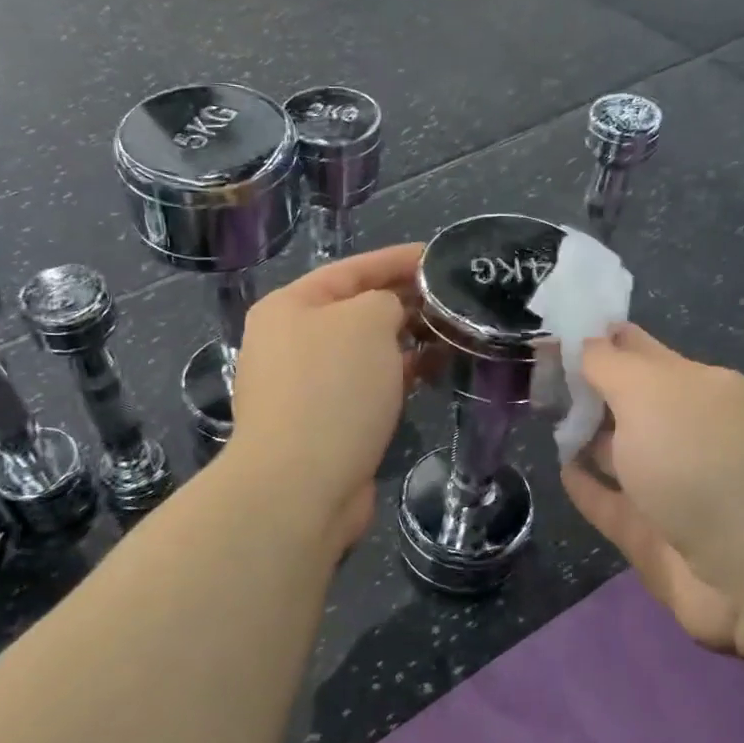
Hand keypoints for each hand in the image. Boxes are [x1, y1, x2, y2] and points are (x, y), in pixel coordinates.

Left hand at [229, 244, 423, 552]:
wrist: (301, 485)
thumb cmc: (332, 388)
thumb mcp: (366, 321)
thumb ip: (386, 300)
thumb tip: (392, 315)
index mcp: (289, 307)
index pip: (351, 269)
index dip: (398, 260)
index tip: (440, 257)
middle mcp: (289, 342)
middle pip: (355, 310)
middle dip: (404, 301)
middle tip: (454, 298)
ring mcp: (303, 386)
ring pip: (363, 352)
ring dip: (404, 341)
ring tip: (451, 333)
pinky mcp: (322, 423)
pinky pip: (365, 386)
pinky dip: (396, 376)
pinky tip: (431, 373)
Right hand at [560, 324, 743, 653]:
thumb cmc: (702, 463)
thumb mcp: (651, 393)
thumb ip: (609, 365)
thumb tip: (585, 341)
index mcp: (696, 388)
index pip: (638, 350)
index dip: (598, 338)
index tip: (550, 329)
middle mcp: (686, 432)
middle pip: (627, 401)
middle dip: (586, 386)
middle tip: (531, 374)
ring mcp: (671, 486)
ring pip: (619, 451)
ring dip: (584, 435)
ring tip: (540, 418)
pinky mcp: (653, 533)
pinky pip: (610, 502)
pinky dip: (587, 486)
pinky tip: (561, 470)